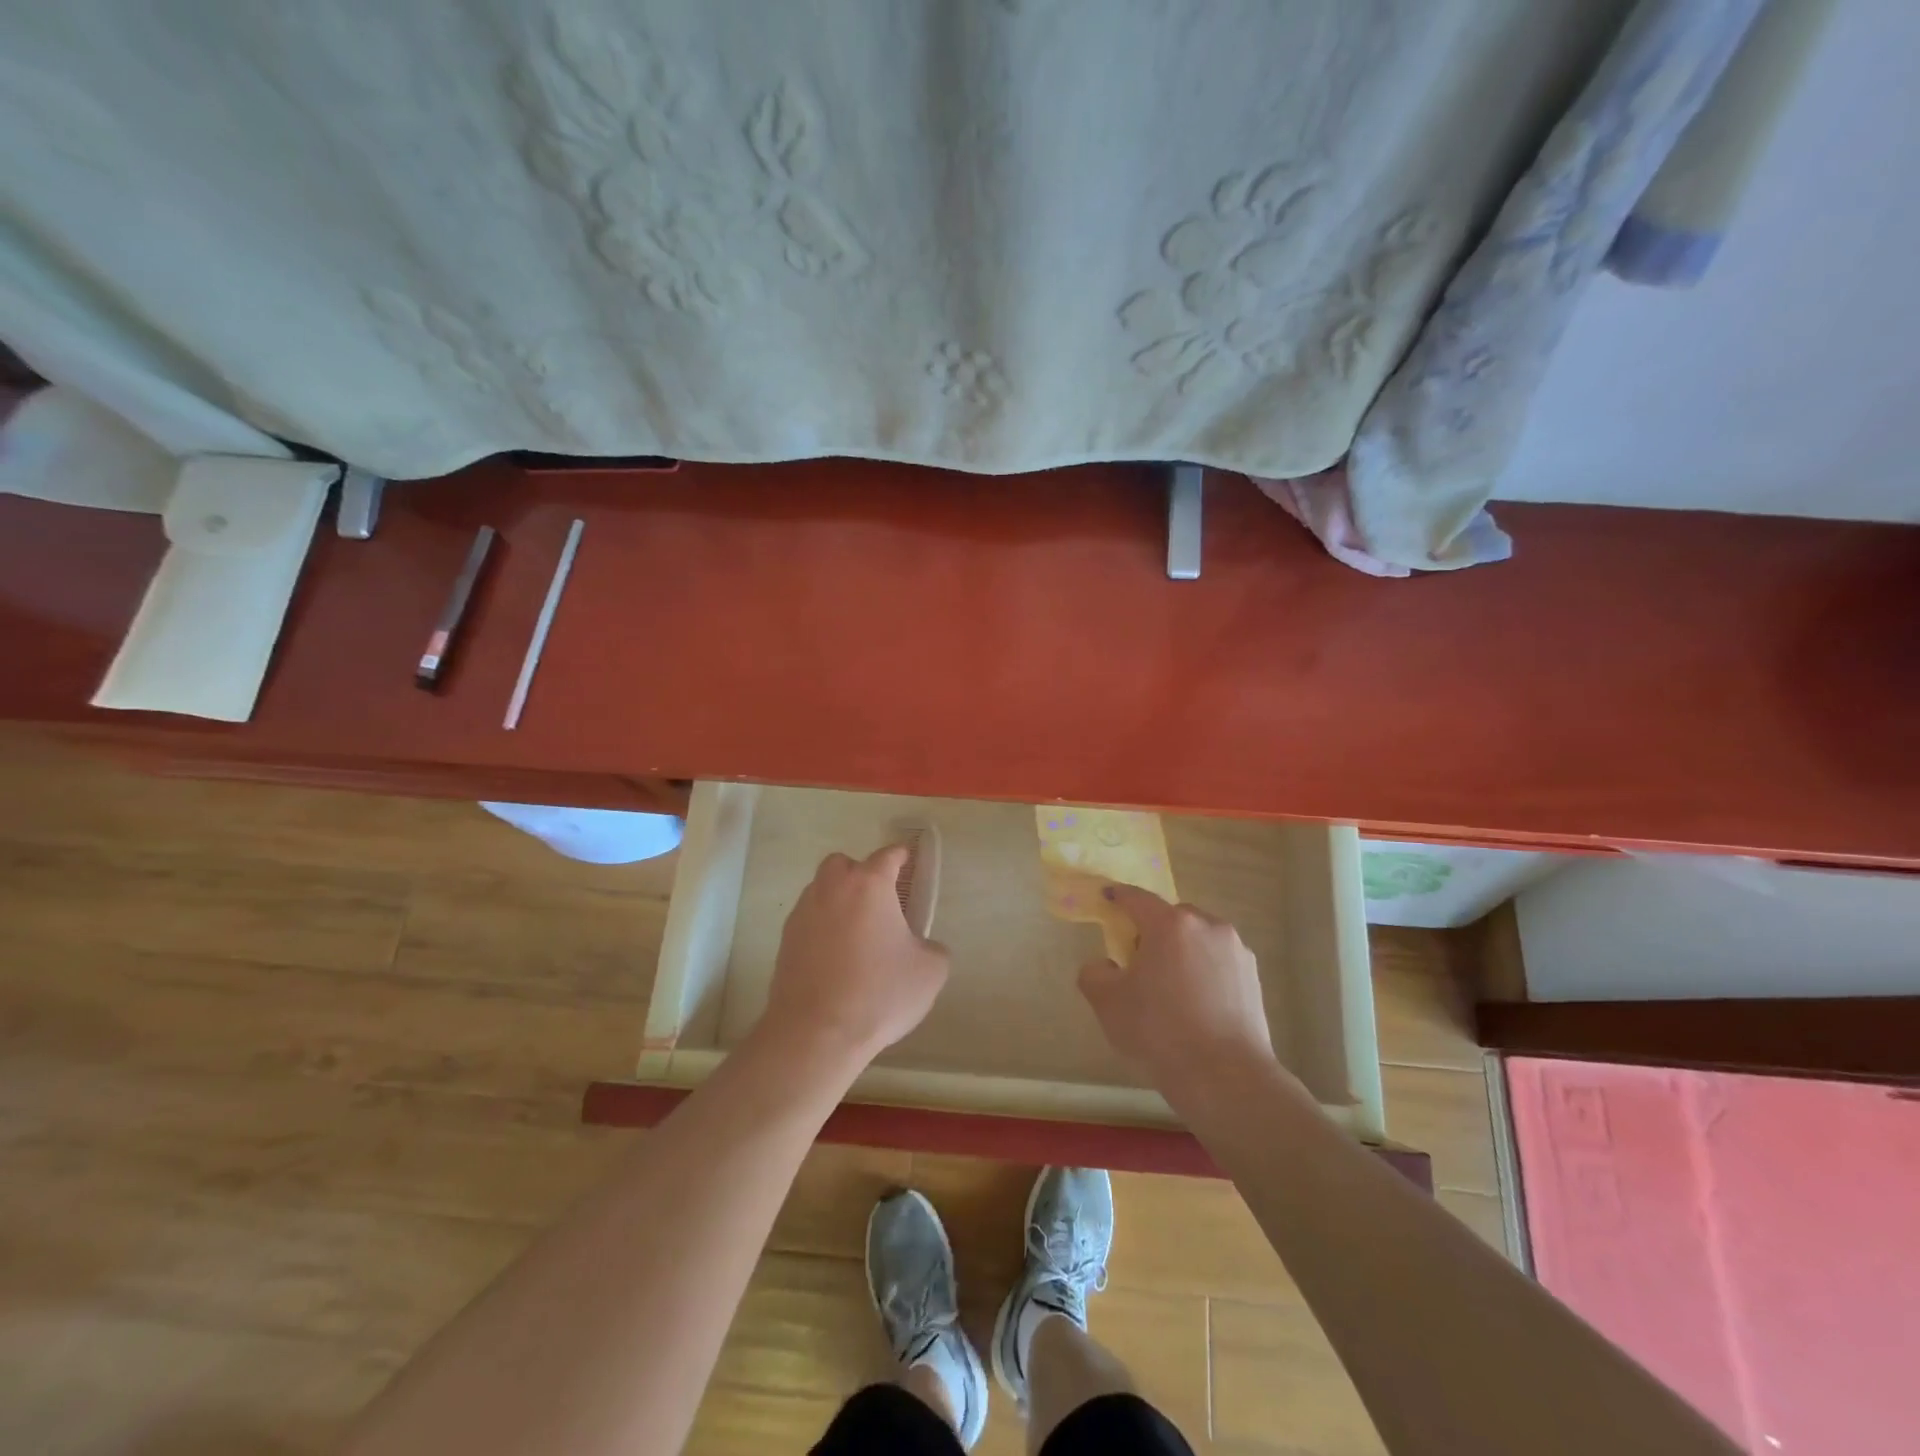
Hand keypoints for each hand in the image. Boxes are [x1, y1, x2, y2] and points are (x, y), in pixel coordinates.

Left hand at [759, 845, 949, 1068]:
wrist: (816, 1033)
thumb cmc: (879, 993)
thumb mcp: (930, 971)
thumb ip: (933, 948)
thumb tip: (923, 947)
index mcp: (869, 885)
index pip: (888, 855)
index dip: (901, 856)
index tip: (909, 860)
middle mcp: (832, 889)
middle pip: (844, 864)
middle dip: (860, 873)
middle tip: (878, 901)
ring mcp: (804, 913)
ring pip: (821, 890)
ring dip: (838, 899)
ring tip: (857, 932)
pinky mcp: (785, 940)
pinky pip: (808, 919)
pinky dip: (822, 927)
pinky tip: (836, 956)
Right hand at [1078, 885, 1278, 1097]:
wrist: (1225, 1077)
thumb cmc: (1160, 1032)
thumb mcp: (1108, 1004)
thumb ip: (1094, 974)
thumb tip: (1105, 966)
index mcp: (1170, 924)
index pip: (1137, 898)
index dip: (1118, 897)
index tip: (1107, 898)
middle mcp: (1207, 925)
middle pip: (1171, 917)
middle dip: (1152, 931)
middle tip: (1138, 962)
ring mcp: (1236, 949)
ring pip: (1198, 938)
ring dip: (1181, 950)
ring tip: (1171, 988)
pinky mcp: (1253, 975)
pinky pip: (1218, 960)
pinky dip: (1203, 970)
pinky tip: (1196, 1003)